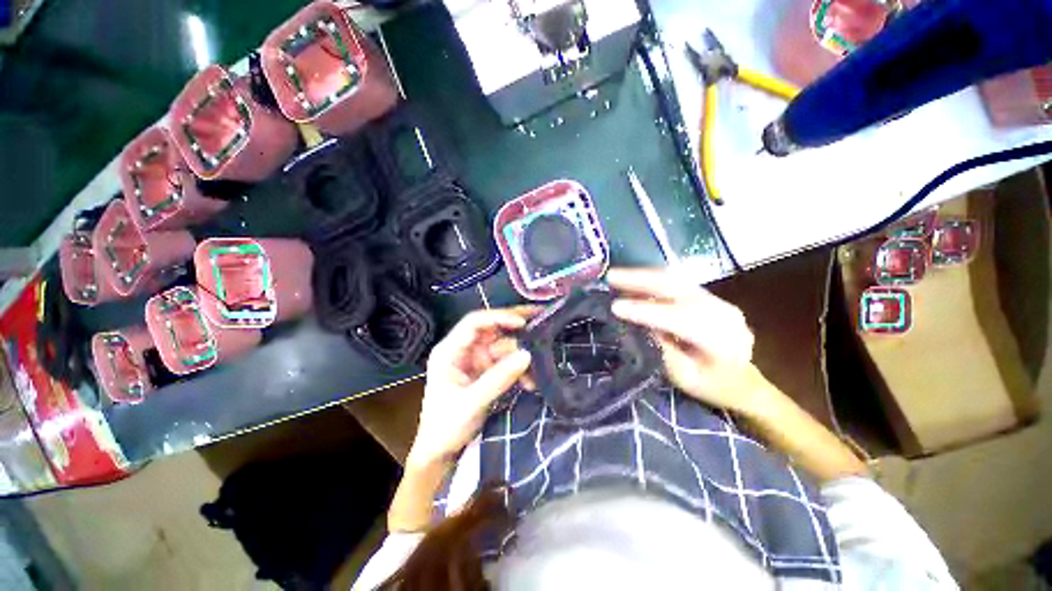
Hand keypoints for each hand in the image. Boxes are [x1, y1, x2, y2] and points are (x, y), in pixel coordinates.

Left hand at [407, 307, 536, 469]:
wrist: (440, 453)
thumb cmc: (445, 428)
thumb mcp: (471, 403)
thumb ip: (498, 379)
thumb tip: (526, 354)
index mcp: (450, 351)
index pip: (474, 323)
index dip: (499, 318)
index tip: (522, 323)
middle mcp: (464, 350)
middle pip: (493, 330)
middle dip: (517, 330)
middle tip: (542, 322)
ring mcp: (476, 360)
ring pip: (504, 347)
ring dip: (521, 358)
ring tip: (537, 372)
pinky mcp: (486, 372)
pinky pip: (507, 363)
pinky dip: (520, 371)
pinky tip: (530, 383)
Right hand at [608, 268, 764, 412]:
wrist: (745, 382)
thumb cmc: (713, 388)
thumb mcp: (685, 378)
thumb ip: (663, 351)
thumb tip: (639, 325)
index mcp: (721, 339)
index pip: (678, 318)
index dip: (645, 311)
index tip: (615, 307)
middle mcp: (722, 312)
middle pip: (677, 288)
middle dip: (640, 280)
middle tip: (611, 276)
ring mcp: (717, 300)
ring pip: (675, 280)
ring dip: (643, 276)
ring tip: (617, 276)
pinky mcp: (708, 297)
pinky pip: (676, 283)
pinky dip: (652, 281)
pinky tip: (633, 281)